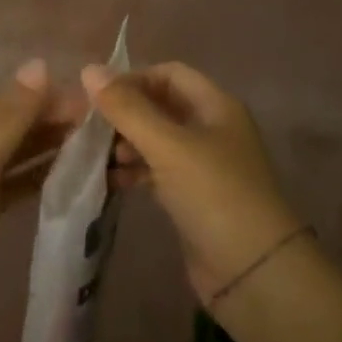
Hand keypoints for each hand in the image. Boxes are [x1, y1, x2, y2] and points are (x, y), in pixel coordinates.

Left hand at [0, 60, 77, 341]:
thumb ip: (11, 117)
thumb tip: (39, 64)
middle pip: (5, 131)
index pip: (1, 107)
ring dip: (45, 153)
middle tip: (102, 129)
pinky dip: (33, 182)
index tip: (92, 107)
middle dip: (48, 127)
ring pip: (9, 162)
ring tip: (93, 149)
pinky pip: (7, 191)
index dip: (44, 103)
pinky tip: (65, 178)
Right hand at [82, 61, 304, 304]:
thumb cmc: (214, 195)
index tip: (97, 96)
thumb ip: (127, 108)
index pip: (169, 74)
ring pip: (156, 141)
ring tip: (96, 157)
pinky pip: (157, 172)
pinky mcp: (192, 197)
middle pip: (161, 106)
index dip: (134, 78)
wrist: (253, 272)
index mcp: (216, 106)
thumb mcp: (168, 146)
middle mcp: (211, 129)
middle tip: (88, 128)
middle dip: (125, 113)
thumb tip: (88, 69)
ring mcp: (203, 165)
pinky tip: (110, 181)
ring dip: (126, 144)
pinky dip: (134, 172)